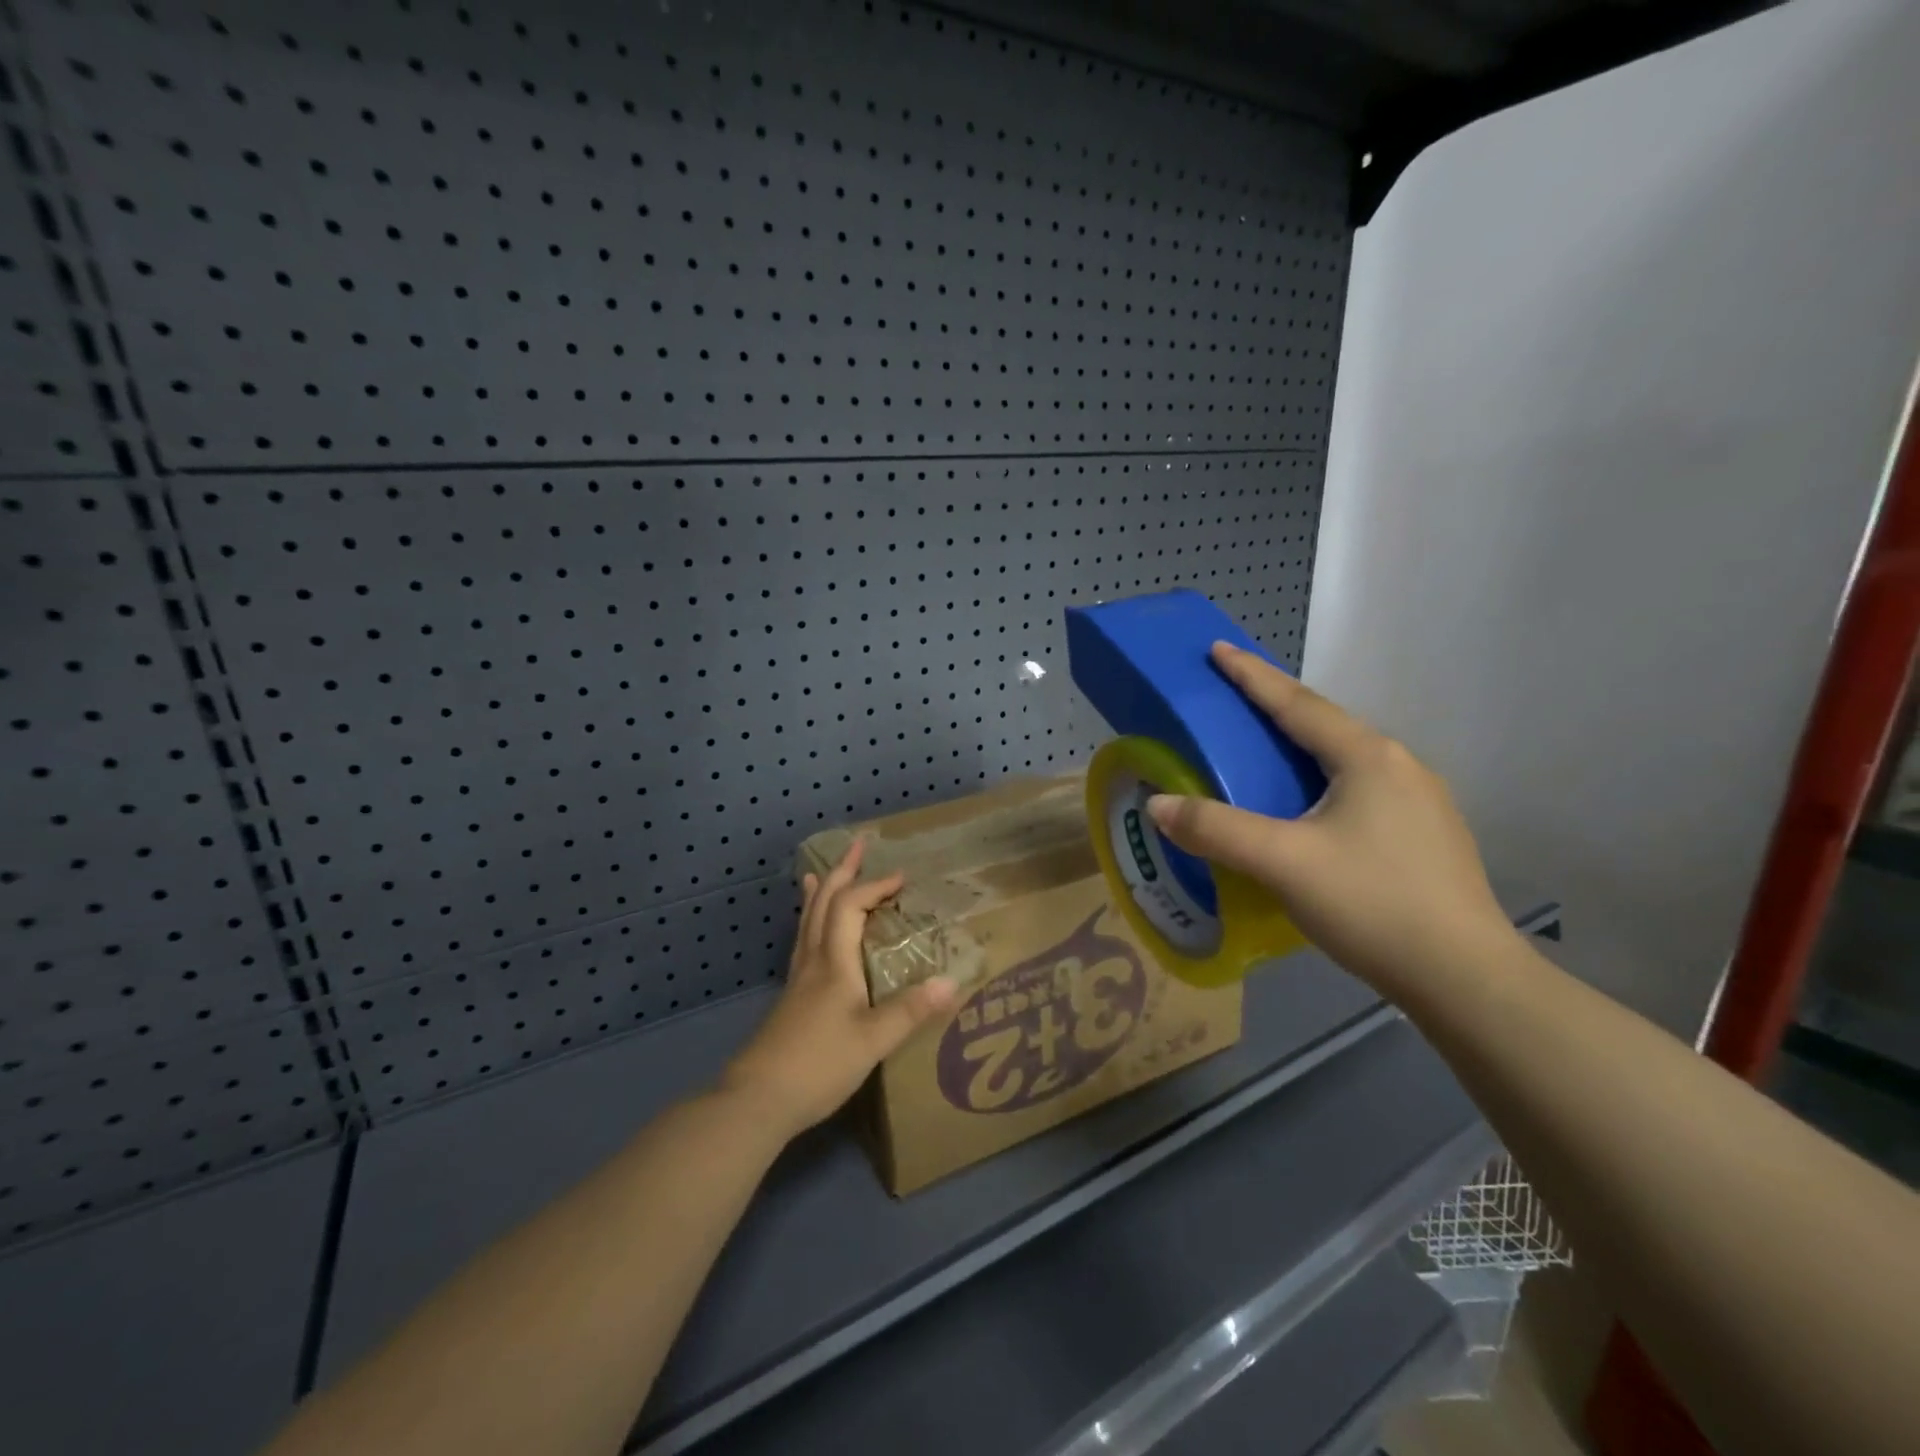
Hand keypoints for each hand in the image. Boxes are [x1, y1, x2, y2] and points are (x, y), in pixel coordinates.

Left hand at [721, 839, 957, 1139]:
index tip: (901, 878)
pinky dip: (811, 923)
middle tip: (856, 846)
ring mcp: (798, 980)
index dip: (874, 886)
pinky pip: (804, 943)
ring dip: (821, 893)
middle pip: (823, 904)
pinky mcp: (791, 999)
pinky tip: (812, 937)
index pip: (849, 907)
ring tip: (822, 874)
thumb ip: (911, 1011)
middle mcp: (813, 962)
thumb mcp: (872, 1041)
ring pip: (807, 922)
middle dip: (842, 873)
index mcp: (834, 964)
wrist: (756, 1100)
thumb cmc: (818, 1065)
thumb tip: (953, 981)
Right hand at [1147, 643, 1511, 996]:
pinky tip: (1310, 808)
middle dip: (1277, 706)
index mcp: (1366, 757)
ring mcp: (1421, 801)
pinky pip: (1361, 788)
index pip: (1296, 704)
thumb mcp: (1283, 863)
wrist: (1466, 978)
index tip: (1219, 648)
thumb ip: (1217, 830)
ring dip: (1302, 745)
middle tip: (1234, 701)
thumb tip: (1159, 805)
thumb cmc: (1373, 904)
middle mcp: (1399, 765)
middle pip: (1325, 724)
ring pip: (1346, 758)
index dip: (1252, 675)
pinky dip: (1323, 779)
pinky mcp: (1426, 834)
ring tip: (1265, 752)